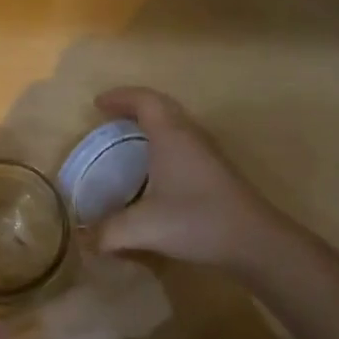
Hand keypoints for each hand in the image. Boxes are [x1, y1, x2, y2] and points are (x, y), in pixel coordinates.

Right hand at [91, 86, 289, 272]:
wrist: (254, 241)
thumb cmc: (196, 221)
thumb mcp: (142, 228)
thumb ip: (106, 233)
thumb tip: (83, 240)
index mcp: (171, 136)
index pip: (144, 100)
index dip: (120, 97)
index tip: (97, 104)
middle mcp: (190, 136)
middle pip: (162, 106)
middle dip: (134, 106)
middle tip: (111, 117)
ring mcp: (208, 153)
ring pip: (176, 124)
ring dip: (153, 123)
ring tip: (130, 138)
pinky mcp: (217, 171)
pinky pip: (184, 142)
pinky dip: (165, 142)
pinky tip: (157, 169)